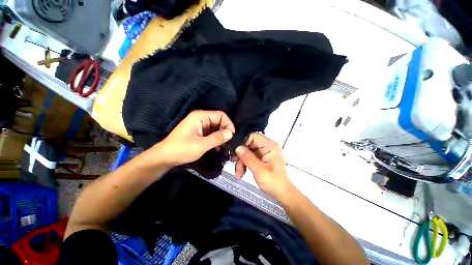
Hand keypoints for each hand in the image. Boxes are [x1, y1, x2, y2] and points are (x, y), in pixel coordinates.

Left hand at [156, 110, 234, 166]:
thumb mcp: (201, 145)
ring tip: (225, 148)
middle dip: (225, 131)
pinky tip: (218, 149)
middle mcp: (199, 118)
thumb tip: (231, 133)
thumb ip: (217, 138)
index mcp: (200, 116)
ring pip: (214, 128)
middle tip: (230, 144)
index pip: (220, 115)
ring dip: (220, 137)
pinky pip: (209, 133)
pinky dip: (214, 140)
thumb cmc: (182, 149)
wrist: (165, 156)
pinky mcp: (195, 133)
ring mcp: (197, 125)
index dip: (228, 124)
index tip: (232, 137)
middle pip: (218, 121)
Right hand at [234, 133, 295, 201]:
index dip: (243, 143)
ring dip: (242, 163)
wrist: (282, 194)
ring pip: (248, 153)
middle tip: (234, 166)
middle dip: (241, 156)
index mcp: (270, 146)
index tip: (236, 154)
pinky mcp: (263, 161)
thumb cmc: (273, 182)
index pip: (253, 136)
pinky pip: (251, 159)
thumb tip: (237, 147)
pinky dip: (245, 166)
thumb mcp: (259, 170)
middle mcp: (268, 147)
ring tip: (238, 175)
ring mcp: (265, 154)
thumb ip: (248, 158)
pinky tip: (241, 174)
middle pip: (249, 145)